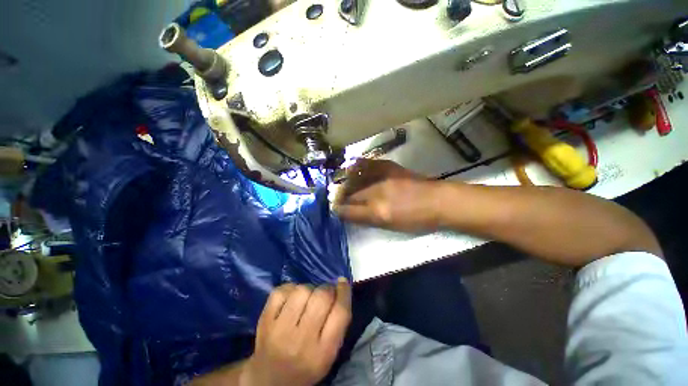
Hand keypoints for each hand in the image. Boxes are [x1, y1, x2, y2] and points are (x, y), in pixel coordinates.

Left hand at [242, 279, 351, 385]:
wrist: (269, 380)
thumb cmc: (306, 365)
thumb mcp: (329, 353)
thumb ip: (338, 322)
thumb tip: (342, 284)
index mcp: (323, 352)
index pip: (340, 313)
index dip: (344, 292)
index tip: (343, 282)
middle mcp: (301, 340)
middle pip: (321, 297)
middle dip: (327, 289)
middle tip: (325, 293)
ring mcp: (280, 329)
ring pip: (302, 290)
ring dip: (309, 289)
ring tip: (308, 298)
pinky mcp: (264, 320)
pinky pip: (281, 291)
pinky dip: (290, 289)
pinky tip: (291, 298)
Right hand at [334, 159, 442, 231]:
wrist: (439, 201)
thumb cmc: (417, 220)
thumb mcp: (392, 227)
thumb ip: (369, 220)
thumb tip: (352, 214)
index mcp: (378, 212)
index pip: (349, 211)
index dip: (339, 210)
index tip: (335, 209)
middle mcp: (376, 193)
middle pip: (350, 195)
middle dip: (341, 198)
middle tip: (338, 200)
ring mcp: (382, 178)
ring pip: (355, 180)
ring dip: (347, 184)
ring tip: (344, 187)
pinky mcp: (388, 167)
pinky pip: (366, 165)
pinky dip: (356, 168)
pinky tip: (352, 169)